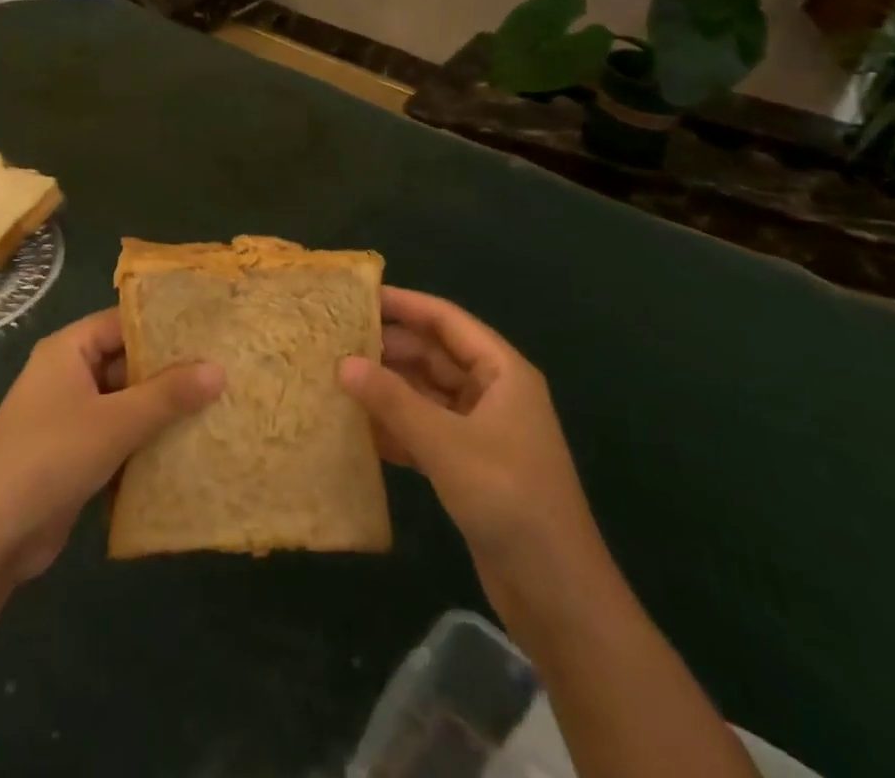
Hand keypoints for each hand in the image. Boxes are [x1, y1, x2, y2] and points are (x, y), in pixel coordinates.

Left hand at [0, 308, 222, 583]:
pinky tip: (187, 447)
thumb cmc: (49, 458)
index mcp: (69, 350)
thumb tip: (219, 368)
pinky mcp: (74, 453)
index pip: (124, 322)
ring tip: (217, 407)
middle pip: (127, 362)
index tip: (211, 332)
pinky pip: (118, 434)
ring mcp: (70, 416)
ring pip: (126, 402)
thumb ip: (167, 395)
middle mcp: (68, 374)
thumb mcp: (115, 422)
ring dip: (162, 410)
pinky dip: (145, 440)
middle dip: (170, 372)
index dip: (165, 327)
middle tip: (224, 372)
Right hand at [339, 287, 597, 606]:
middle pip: (434, 355)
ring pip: (426, 394)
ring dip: (388, 389)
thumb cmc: (509, 500)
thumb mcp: (447, 445)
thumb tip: (343, 363)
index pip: (447, 321)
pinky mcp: (469, 466)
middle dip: (389, 348)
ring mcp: (481, 431)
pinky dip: (396, 427)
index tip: (358, 296)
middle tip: (335, 341)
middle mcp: (492, 393)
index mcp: (502, 373)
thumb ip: (393, 402)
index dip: (405, 304)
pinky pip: (426, 430)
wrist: (558, 598)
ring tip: (338, 379)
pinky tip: (358, 429)